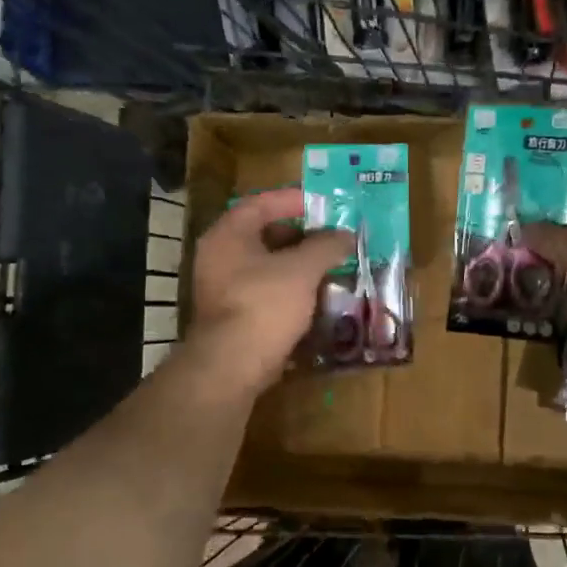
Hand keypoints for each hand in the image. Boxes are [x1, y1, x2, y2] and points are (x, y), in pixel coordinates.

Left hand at [186, 187, 353, 396]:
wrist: (232, 366)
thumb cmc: (264, 305)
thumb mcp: (302, 270)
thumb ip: (326, 246)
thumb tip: (347, 235)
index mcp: (228, 235)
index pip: (260, 203)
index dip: (293, 200)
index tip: (323, 204)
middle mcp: (219, 257)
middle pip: (263, 235)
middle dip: (301, 236)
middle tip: (332, 238)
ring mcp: (223, 289)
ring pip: (266, 267)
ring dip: (298, 266)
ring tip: (331, 267)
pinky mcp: (233, 317)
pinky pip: (265, 293)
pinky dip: (290, 291)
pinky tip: (316, 297)